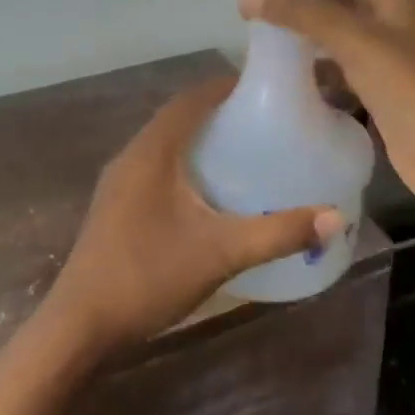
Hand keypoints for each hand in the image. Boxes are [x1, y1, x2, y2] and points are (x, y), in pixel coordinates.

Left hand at [40, 76, 342, 358]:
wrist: (79, 328)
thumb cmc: (148, 276)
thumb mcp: (221, 253)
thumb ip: (278, 232)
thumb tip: (334, 217)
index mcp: (152, 151)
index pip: (191, 98)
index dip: (227, 86)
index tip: (266, 90)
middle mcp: (131, 156)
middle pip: (179, 117)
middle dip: (219, 112)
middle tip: (265, 122)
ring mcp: (118, 183)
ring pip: (165, 144)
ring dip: (200, 139)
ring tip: (244, 150)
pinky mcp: (115, 207)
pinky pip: (156, 168)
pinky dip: (185, 164)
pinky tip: (209, 192)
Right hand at [240, 0, 414, 219]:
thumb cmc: (408, 88)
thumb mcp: (355, 41)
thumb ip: (302, 12)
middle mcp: (386, 16)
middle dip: (293, 2)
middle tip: (247, 15)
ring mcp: (382, 53)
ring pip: (331, 34)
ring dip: (300, 36)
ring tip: (257, 43)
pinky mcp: (375, 86)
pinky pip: (336, 67)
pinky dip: (313, 68)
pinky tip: (283, 77)